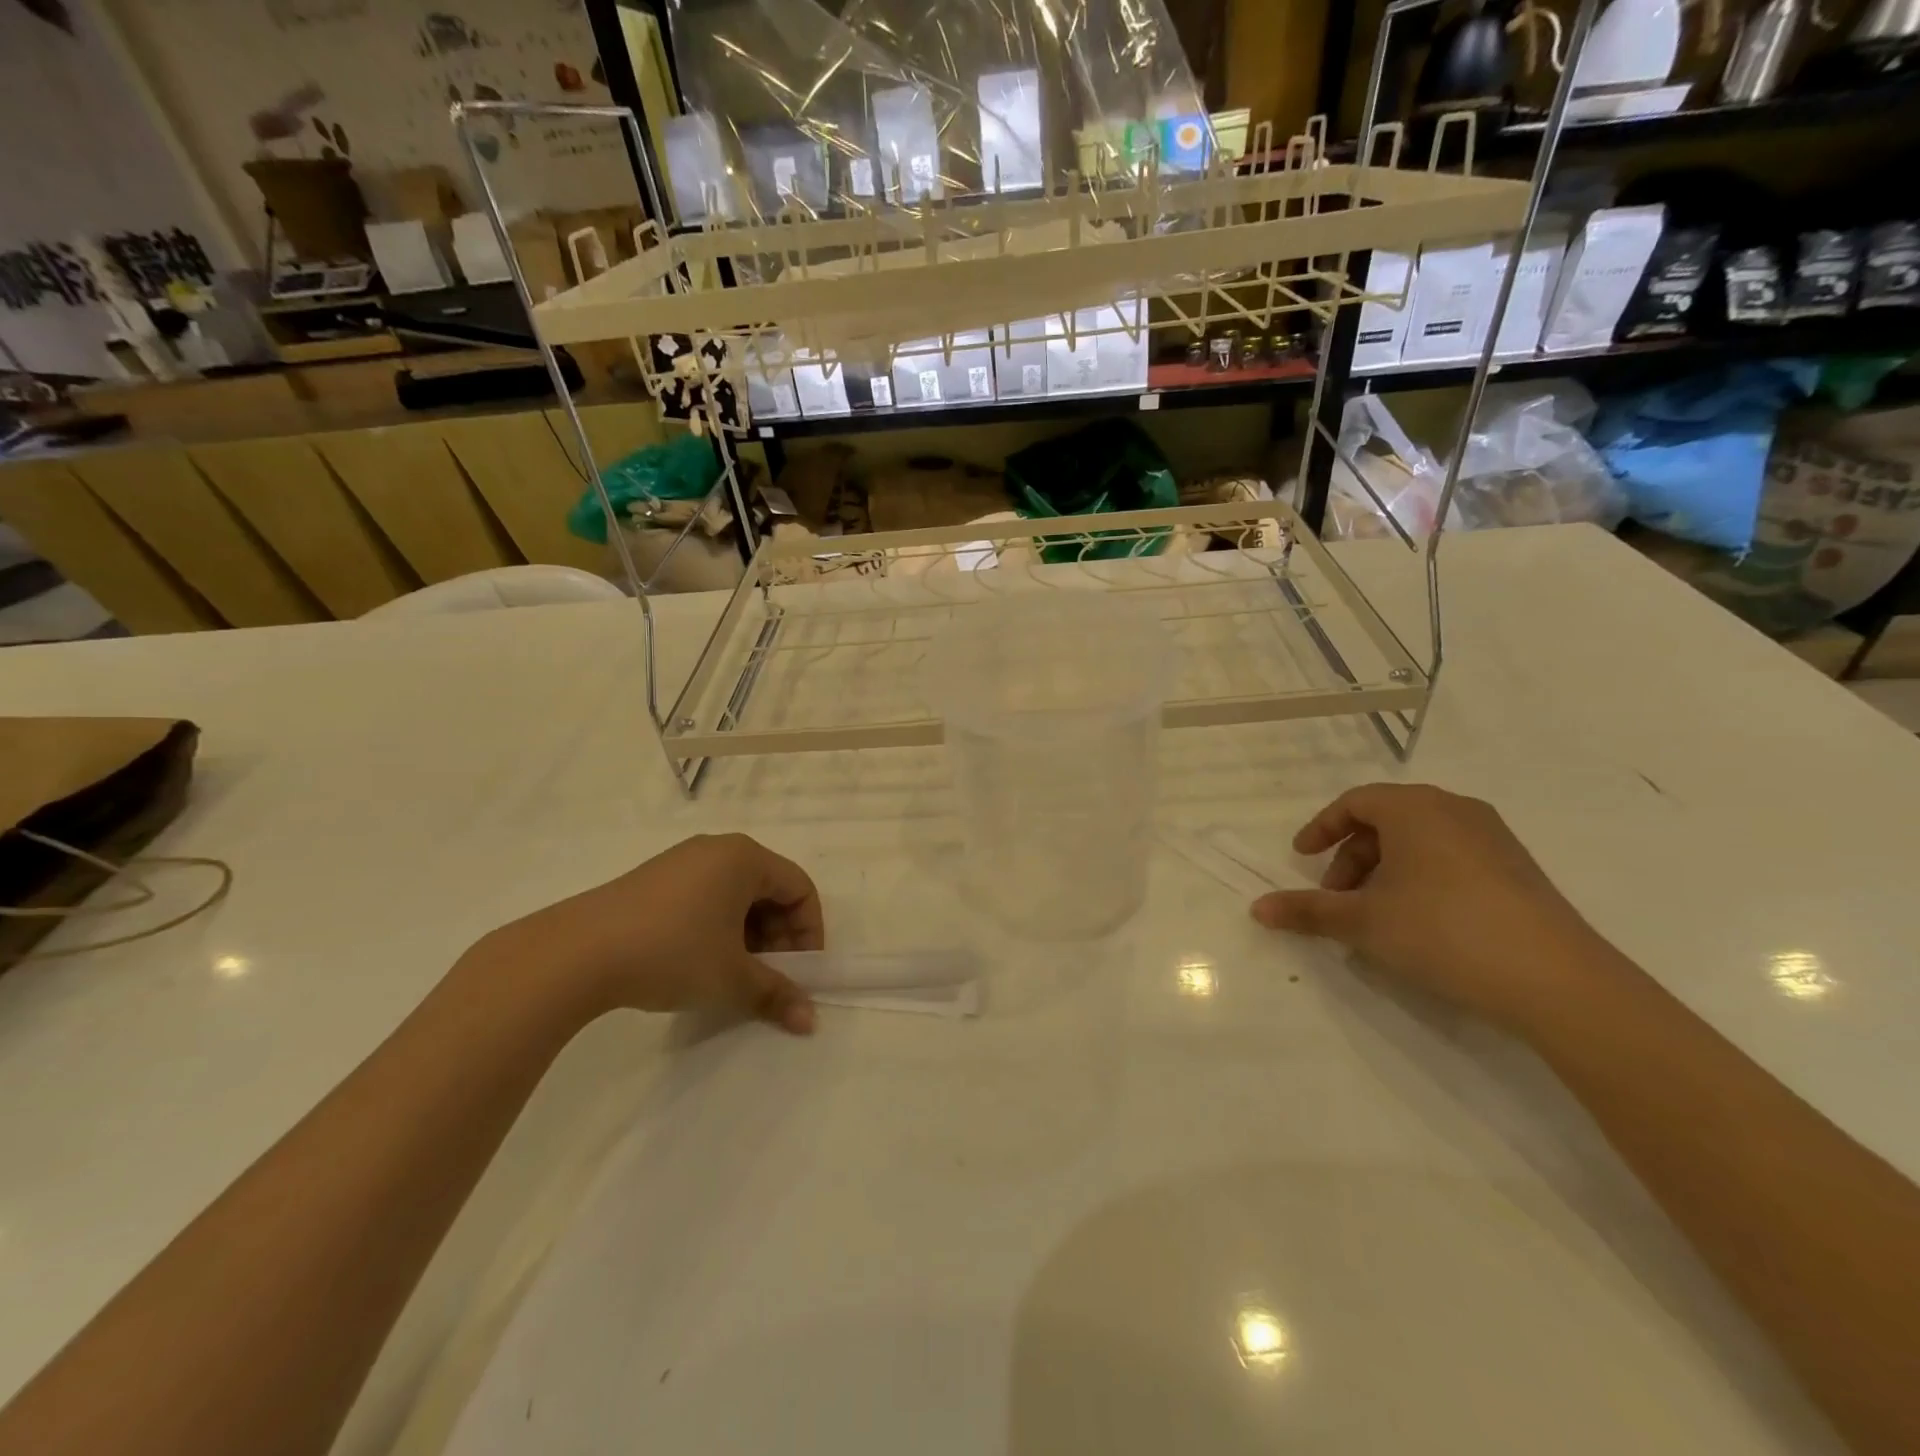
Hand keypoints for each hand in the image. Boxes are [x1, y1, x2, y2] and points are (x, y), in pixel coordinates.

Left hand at [474, 833, 821, 1033]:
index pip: (799, 888)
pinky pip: (704, 898)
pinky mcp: (653, 880)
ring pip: (735, 896)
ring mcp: (681, 862)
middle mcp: (717, 850)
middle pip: (768, 890)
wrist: (576, 954)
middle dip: (778, 936)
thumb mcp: (731, 978)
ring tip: (734, 975)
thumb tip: (810, 1021)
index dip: (809, 931)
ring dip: (748, 936)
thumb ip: (776, 994)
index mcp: (745, 858)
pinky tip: (699, 964)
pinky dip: (716, 929)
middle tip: (769, 976)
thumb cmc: (672, 953)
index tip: (800, 971)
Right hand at [1251, 784, 1625, 1031]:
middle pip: (1386, 821)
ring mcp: (1493, 838)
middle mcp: (1455, 810)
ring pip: (1420, 841)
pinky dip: (1421, 879)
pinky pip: (1451, 858)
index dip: (1322, 829)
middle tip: (1337, 898)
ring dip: (1385, 871)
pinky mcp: (1518, 870)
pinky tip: (1420, 923)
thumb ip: (1307, 911)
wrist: (1556, 979)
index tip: (1302, 858)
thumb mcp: (1363, 921)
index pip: (1355, 802)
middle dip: (1352, 857)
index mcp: (1415, 808)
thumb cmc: (1442, 930)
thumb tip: (1258, 909)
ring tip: (1375, 915)